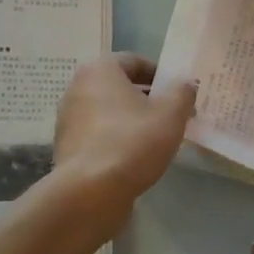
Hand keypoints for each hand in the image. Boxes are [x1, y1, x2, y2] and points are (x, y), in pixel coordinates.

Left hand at [51, 54, 195, 222]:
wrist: (90, 192)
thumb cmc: (133, 142)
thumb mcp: (171, 114)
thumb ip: (182, 92)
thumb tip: (185, 83)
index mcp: (100, 70)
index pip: (135, 61)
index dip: (161, 75)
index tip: (179, 93)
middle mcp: (77, 88)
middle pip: (120, 86)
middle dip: (147, 98)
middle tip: (173, 115)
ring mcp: (68, 119)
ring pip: (109, 111)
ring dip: (132, 119)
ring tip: (157, 138)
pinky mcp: (67, 147)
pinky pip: (99, 134)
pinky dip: (117, 138)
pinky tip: (135, 157)